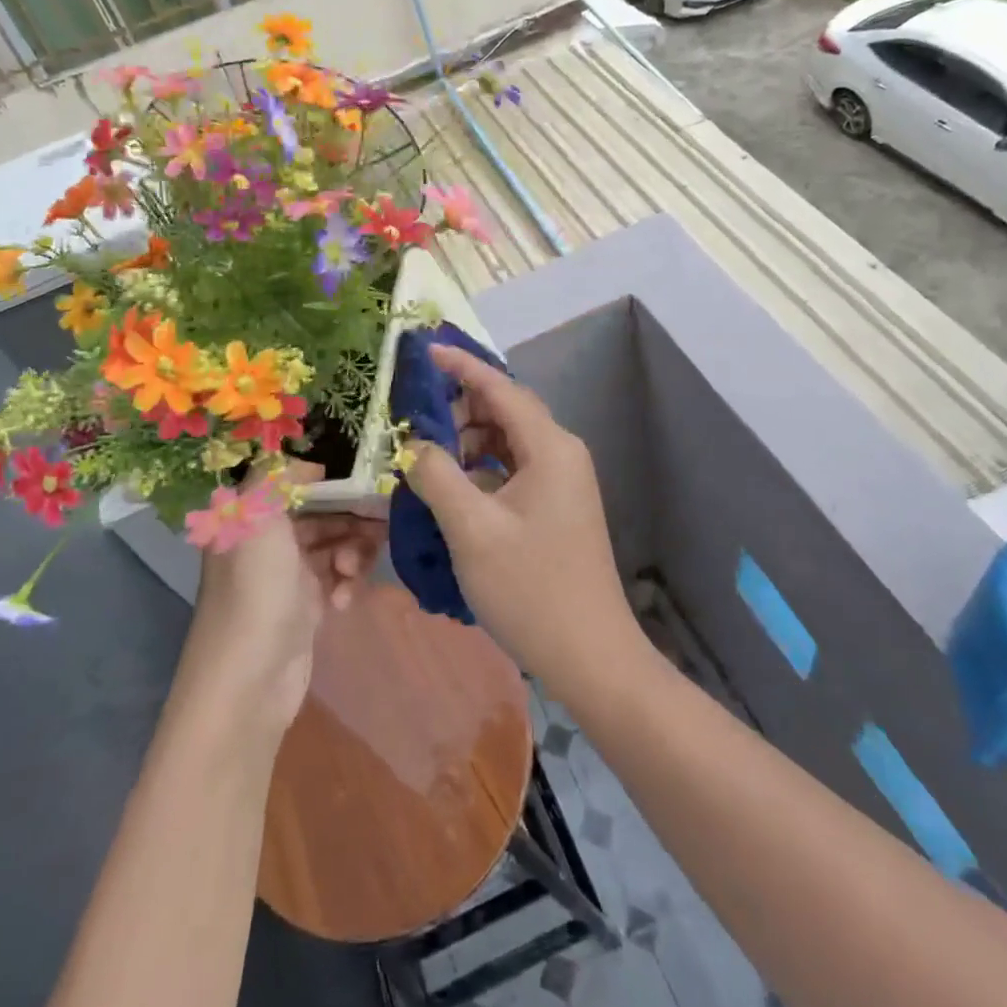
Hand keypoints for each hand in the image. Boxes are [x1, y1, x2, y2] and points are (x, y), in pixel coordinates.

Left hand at [183, 461, 385, 736]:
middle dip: (350, 516)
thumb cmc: (256, 588)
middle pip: (320, 513)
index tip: (363, 477)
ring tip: (353, 569)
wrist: (250, 679)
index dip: (326, 478)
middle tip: (380, 522)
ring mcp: (288, 576)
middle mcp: (268, 542)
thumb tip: (310, 465)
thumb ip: (278, 476)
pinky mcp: (307, 607)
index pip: (293, 483)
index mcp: (250, 517)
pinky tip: (344, 600)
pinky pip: (338, 580)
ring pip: (334, 545)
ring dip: (352, 551)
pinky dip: (346, 584)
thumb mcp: (257, 515)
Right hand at [405, 348, 644, 694]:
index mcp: (550, 447)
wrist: (591, 655)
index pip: (501, 388)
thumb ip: (437, 476)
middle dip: (460, 408)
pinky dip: (482, 468)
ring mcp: (563, 481)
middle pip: (506, 411)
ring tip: (428, 458)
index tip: (425, 351)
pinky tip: (454, 488)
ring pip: (508, 441)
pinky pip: (514, 468)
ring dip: (469, 440)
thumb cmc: (531, 588)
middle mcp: (561, 453)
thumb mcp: (472, 529)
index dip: (461, 367)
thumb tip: (415, 445)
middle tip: (415, 424)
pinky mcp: (557, 506)